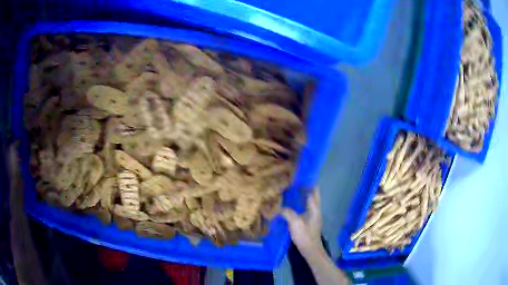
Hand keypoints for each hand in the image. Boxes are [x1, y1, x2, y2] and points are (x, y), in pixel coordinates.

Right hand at [280, 187, 324, 256]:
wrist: (310, 250)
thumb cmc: (305, 236)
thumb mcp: (295, 223)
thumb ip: (287, 212)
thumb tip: (278, 206)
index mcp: (315, 208)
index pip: (314, 191)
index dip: (308, 182)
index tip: (300, 175)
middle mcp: (315, 210)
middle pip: (311, 195)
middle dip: (304, 187)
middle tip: (292, 181)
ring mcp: (312, 216)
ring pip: (307, 202)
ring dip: (301, 196)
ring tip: (290, 190)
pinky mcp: (308, 221)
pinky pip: (303, 208)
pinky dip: (298, 204)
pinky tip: (290, 204)